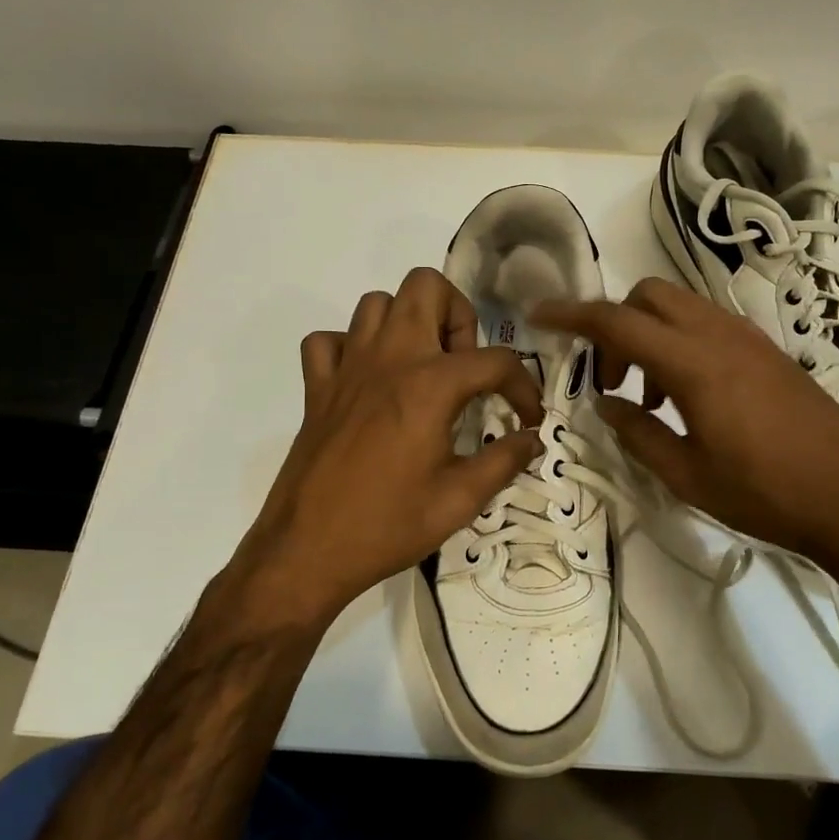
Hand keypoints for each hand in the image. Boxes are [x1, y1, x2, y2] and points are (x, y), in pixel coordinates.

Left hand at [208, 268, 543, 634]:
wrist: (306, 552)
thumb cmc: (389, 525)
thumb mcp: (460, 500)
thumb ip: (505, 461)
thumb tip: (532, 440)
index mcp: (430, 385)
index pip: (495, 361)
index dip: (523, 387)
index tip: (527, 419)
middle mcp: (389, 359)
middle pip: (426, 287)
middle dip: (458, 316)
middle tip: (465, 367)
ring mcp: (347, 368)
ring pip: (377, 304)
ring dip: (408, 324)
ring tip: (423, 369)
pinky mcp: (316, 388)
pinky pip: (330, 340)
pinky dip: (352, 348)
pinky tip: (369, 381)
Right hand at [532, 277, 838, 576]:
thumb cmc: (763, 493)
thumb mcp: (686, 474)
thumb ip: (637, 432)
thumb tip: (605, 403)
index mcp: (693, 362)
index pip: (617, 321)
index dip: (571, 314)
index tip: (539, 315)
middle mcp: (719, 334)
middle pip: (648, 296)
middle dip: (615, 324)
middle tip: (611, 379)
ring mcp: (749, 338)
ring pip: (681, 307)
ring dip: (650, 336)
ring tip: (650, 400)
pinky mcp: (768, 351)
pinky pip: (709, 326)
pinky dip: (682, 343)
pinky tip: (688, 398)